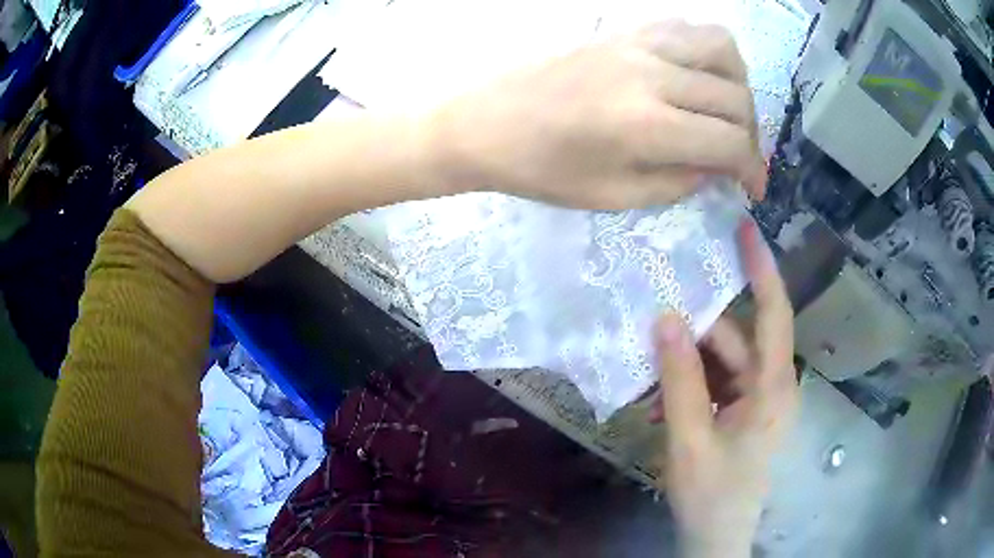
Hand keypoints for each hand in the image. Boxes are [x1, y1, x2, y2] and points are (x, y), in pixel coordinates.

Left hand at [428, 20, 766, 209]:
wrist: (485, 121)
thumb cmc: (541, 169)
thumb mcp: (614, 197)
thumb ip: (679, 183)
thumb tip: (718, 168)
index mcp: (647, 125)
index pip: (730, 142)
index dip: (753, 169)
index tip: (753, 187)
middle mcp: (653, 73)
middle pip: (736, 96)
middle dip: (750, 134)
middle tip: (735, 156)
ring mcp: (638, 42)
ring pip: (721, 47)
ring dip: (737, 84)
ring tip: (723, 111)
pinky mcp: (624, 29)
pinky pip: (686, 27)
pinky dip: (707, 53)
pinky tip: (695, 76)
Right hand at [652, 219, 797, 557]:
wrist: (716, 537)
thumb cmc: (711, 494)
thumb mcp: (690, 438)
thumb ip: (679, 379)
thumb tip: (665, 318)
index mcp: (773, 388)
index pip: (774, 313)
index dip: (762, 269)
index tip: (744, 229)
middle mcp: (772, 385)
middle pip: (737, 340)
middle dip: (698, 332)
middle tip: (654, 317)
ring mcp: (758, 401)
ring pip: (724, 362)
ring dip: (688, 364)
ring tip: (648, 371)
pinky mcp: (744, 413)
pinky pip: (718, 384)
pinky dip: (691, 384)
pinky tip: (660, 398)